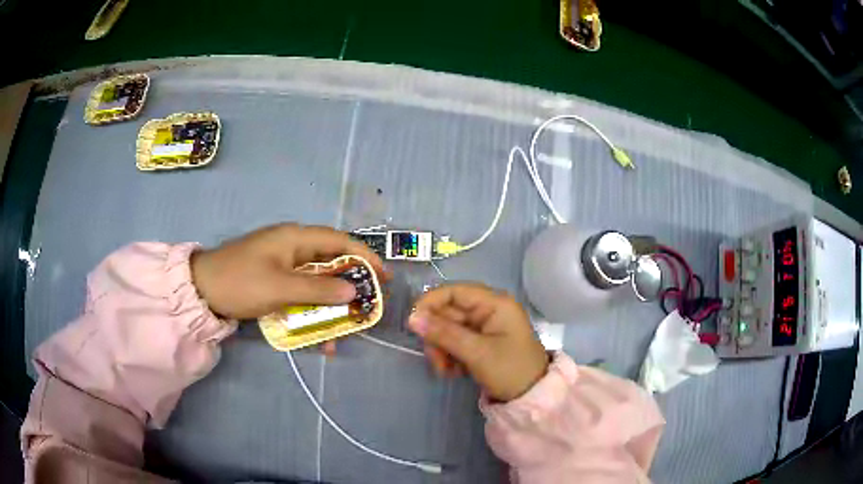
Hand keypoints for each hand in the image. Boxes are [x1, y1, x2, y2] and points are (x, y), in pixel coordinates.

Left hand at [190, 224, 386, 318]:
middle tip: (367, 307)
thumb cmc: (241, 282)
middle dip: (351, 286)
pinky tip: (316, 334)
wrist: (202, 290)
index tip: (384, 278)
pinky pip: (301, 293)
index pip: (340, 241)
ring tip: (344, 329)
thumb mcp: (280, 287)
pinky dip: (312, 310)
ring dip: (331, 304)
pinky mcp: (274, 280)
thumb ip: (318, 290)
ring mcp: (283, 264)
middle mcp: (293, 247)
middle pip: (331, 263)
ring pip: (318, 282)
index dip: (365, 257)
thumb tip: (353, 292)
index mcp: (295, 238)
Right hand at [407, 283, 548, 401]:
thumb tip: (411, 318)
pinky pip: (456, 341)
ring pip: (449, 329)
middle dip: (437, 336)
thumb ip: (444, 333)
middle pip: (449, 312)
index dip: (430, 303)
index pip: (454, 291)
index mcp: (494, 303)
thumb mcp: (476, 353)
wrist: (531, 398)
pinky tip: (454, 372)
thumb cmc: (510, 370)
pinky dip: (450, 356)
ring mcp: (485, 327)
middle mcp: (488, 310)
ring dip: (441, 349)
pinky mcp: (481, 342)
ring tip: (446, 371)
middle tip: (436, 360)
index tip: (413, 324)